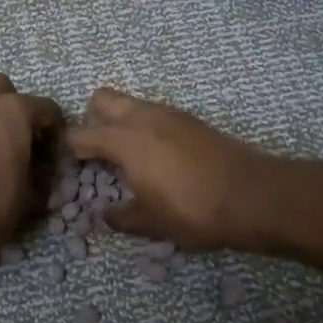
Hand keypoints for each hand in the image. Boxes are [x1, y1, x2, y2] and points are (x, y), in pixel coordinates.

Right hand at [65, 89, 277, 250]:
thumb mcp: (151, 223)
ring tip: (128, 157)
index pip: (80, 133)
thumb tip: (105, 216)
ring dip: (121, 121)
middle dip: (92, 119)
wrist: (252, 194)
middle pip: (101, 99)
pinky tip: (158, 156)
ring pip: (131, 103)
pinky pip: (154, 112)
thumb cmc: (193, 211)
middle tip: (98, 152)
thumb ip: (122, 217)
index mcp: (124, 140)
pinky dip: (145, 126)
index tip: (71, 165)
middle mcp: (142, 117)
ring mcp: (168, 113)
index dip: (70, 148)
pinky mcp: (189, 118)